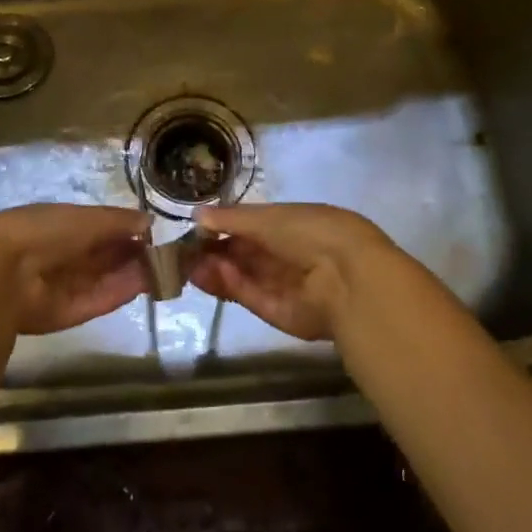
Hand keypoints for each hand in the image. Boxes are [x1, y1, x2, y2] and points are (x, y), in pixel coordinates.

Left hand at [0, 204, 151, 334]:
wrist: (6, 273)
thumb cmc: (46, 231)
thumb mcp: (87, 217)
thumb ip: (118, 221)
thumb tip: (148, 222)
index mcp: (59, 225)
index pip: (98, 228)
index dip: (125, 230)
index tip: (152, 232)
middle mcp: (62, 255)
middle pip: (104, 256)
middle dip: (133, 254)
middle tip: (167, 254)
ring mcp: (65, 285)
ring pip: (105, 278)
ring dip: (134, 273)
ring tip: (166, 269)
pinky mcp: (69, 313)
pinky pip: (100, 300)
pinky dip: (122, 292)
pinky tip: (147, 285)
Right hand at [187, 203, 394, 342]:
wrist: (348, 277)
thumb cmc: (310, 231)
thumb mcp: (268, 217)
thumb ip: (232, 219)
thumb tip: (198, 215)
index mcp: (292, 226)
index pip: (251, 228)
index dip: (223, 229)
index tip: (195, 231)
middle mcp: (289, 256)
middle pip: (245, 256)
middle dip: (214, 253)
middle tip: (182, 253)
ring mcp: (286, 287)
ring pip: (244, 278)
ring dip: (217, 271)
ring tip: (187, 266)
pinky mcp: (282, 315)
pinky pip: (253, 297)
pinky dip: (233, 286)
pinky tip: (210, 275)